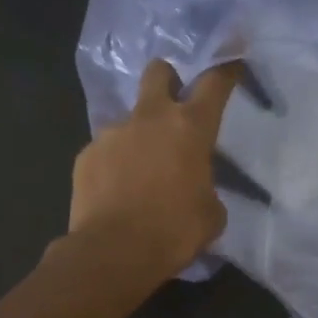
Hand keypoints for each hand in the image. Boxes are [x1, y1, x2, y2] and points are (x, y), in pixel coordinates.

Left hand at [69, 59, 240, 282]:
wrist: (113, 253)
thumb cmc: (174, 231)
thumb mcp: (211, 213)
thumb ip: (207, 187)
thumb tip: (196, 188)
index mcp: (189, 127)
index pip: (214, 83)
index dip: (225, 70)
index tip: (231, 64)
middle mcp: (149, 119)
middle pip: (158, 72)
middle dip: (168, 77)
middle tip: (174, 98)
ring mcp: (112, 134)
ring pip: (130, 120)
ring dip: (139, 136)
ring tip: (141, 171)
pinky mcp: (86, 155)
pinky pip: (106, 151)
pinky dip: (115, 164)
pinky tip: (117, 191)